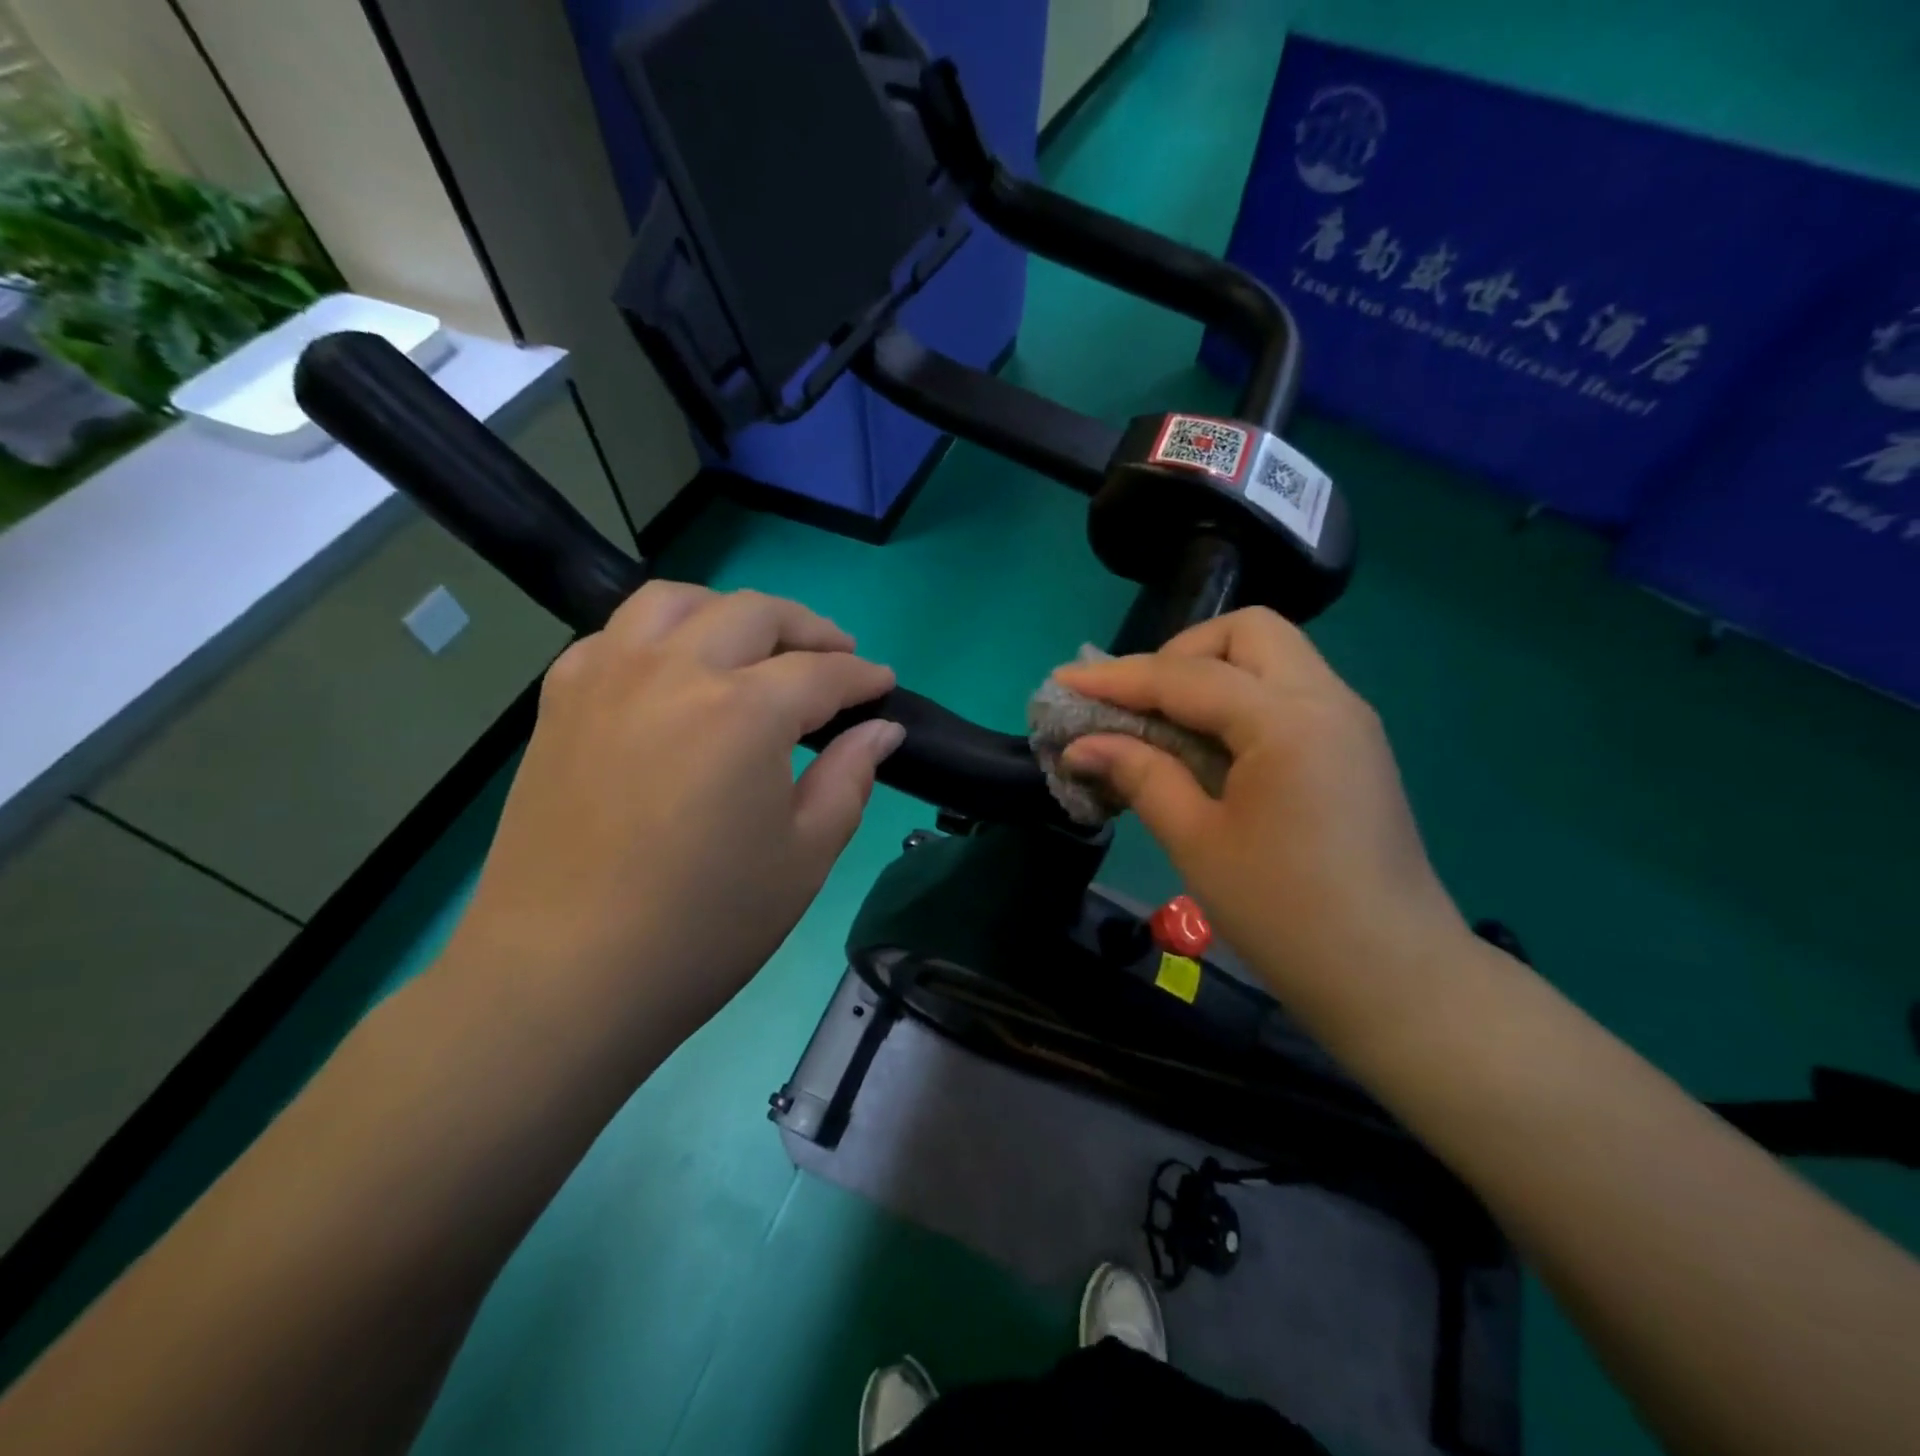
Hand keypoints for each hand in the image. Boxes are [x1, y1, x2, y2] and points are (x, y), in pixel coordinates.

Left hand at [443, 582, 900, 1059]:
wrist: (566, 976)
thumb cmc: (705, 926)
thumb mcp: (805, 856)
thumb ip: (850, 777)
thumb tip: (880, 730)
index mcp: (745, 712)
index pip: (822, 672)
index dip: (863, 676)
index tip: (884, 685)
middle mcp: (674, 671)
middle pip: (754, 614)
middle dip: (810, 629)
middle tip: (836, 657)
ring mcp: (608, 679)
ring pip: (676, 602)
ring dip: (730, 613)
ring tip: (755, 645)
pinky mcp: (561, 703)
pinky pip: (615, 636)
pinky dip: (659, 636)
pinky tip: (674, 672)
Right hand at [1054, 609, 1468, 1019]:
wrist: (1393, 978)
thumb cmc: (1286, 915)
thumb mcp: (1197, 842)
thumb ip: (1140, 775)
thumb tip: (1081, 745)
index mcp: (1288, 722)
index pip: (1187, 676)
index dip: (1117, 677)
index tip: (1064, 680)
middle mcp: (1327, 700)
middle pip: (1246, 632)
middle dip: (1179, 654)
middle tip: (1138, 704)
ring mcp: (1348, 720)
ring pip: (1272, 656)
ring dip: (1210, 673)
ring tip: (1164, 724)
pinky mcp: (1352, 746)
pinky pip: (1287, 692)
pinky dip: (1239, 699)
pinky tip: (1208, 747)